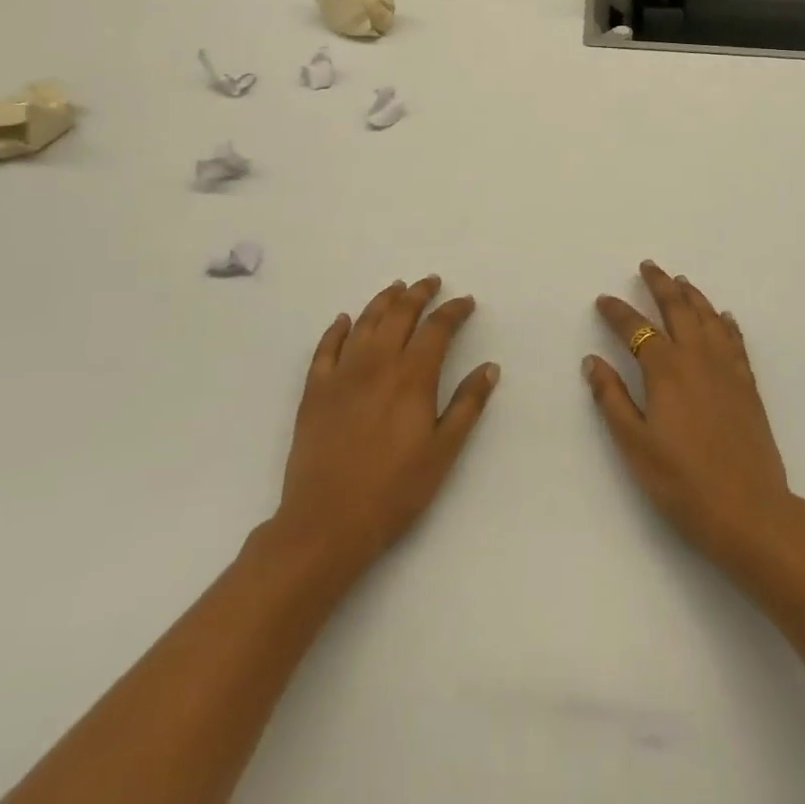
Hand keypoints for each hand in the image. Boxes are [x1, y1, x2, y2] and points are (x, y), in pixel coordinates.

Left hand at [274, 277, 499, 575]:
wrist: (326, 523)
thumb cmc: (394, 491)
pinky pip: (325, 348)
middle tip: (431, 281)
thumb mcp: (443, 452)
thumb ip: (467, 405)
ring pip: (365, 322)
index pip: (437, 328)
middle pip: (400, 314)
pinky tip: (344, 320)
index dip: (453, 310)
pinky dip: (337, 329)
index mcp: (412, 376)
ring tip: (396, 288)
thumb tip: (489, 367)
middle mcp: (377, 363)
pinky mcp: (315, 390)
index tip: (466, 302)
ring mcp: (342, 374)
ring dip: (383, 300)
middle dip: (418, 293)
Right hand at [585, 262, 801, 572]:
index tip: (604, 300)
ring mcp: (727, 369)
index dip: (617, 312)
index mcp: (665, 370)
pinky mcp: (747, 385)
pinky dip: (725, 322)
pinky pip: (735, 340)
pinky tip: (723, 317)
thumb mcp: (635, 445)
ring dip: (692, 295)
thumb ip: (612, 399)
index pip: (636, 329)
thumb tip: (592, 361)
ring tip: (681, 280)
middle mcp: (697, 358)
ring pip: (708, 317)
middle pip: (677, 308)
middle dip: (660, 284)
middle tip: (649, 266)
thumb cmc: (683, 483)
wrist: (750, 512)